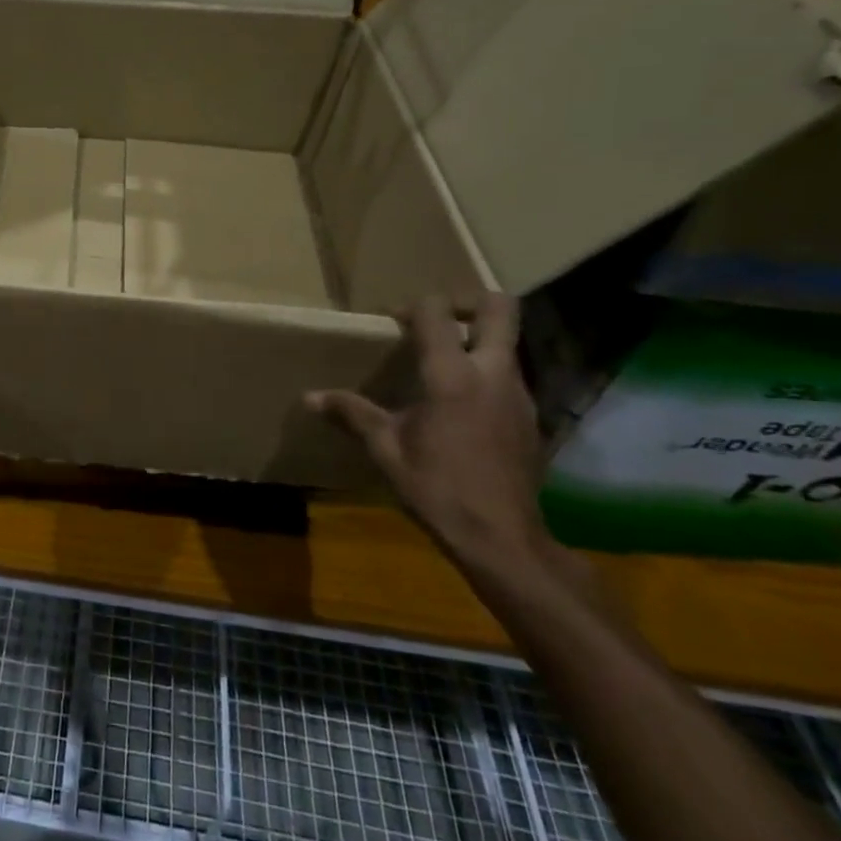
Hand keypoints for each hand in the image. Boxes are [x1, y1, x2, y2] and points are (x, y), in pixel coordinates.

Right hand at [309, 294, 547, 566]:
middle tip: (437, 320)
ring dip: (477, 340)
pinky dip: (486, 373)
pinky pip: (510, 375)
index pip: (437, 312)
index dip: (413, 307)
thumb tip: (309, 397)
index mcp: (452, 375)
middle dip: (468, 301)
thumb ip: (352, 413)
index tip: (393, 322)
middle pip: (501, 308)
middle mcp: (493, 373)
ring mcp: (519, 394)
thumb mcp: (386, 449)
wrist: (503, 539)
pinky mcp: (531, 417)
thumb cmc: (438, 488)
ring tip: (441, 365)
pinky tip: (461, 406)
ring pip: (508, 342)